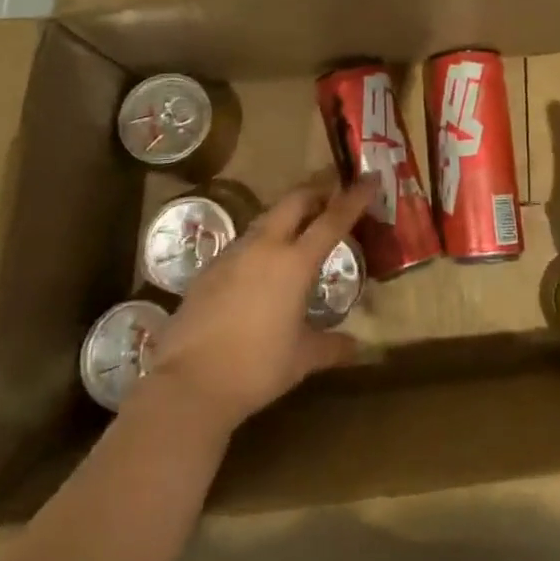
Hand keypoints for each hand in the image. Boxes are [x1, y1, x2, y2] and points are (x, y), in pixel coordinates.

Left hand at [142, 177, 375, 433]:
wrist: (189, 383)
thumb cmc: (256, 368)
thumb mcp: (302, 359)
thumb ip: (332, 346)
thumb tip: (357, 345)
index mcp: (295, 262)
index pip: (333, 219)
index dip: (354, 197)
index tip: (371, 177)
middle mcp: (265, 246)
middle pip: (295, 200)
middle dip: (318, 189)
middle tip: (335, 189)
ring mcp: (233, 253)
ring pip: (267, 217)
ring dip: (288, 213)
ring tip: (302, 224)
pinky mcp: (210, 267)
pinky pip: (245, 241)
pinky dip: (263, 240)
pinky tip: (263, 263)